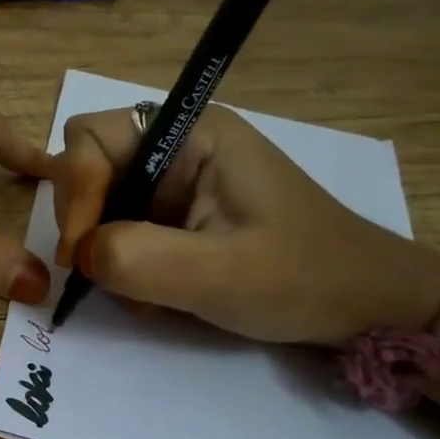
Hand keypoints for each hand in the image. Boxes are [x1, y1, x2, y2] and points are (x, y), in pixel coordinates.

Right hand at [52, 104, 439, 344]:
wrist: (364, 305)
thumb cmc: (303, 278)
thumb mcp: (219, 273)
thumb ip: (138, 258)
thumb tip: (81, 255)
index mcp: (192, 133)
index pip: (92, 137)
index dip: (76, 191)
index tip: (82, 254)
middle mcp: (176, 146)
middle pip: (89, 168)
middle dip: (87, 225)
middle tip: (101, 276)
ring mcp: (175, 182)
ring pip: (101, 206)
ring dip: (105, 253)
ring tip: (141, 294)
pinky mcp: (177, 215)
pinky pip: (121, 230)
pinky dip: (123, 265)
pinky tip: (155, 294)